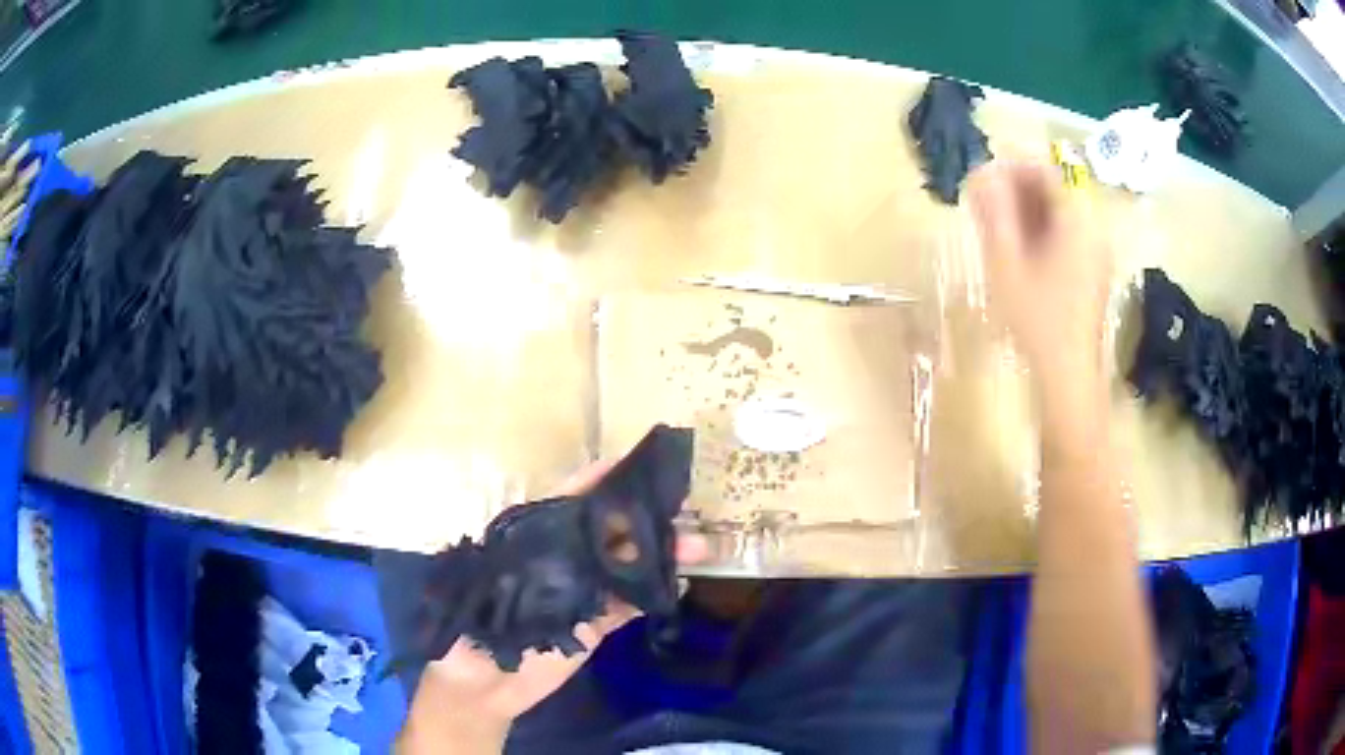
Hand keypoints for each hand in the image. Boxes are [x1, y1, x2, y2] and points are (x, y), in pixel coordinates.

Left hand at [397, 459, 706, 753]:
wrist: (480, 689)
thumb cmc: (467, 635)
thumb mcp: (478, 592)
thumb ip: (512, 565)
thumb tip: (551, 542)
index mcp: (530, 544)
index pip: (567, 504)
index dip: (597, 482)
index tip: (633, 464)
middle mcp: (560, 562)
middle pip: (607, 533)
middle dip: (645, 519)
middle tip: (685, 509)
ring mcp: (580, 593)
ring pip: (626, 566)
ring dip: (660, 554)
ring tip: (697, 548)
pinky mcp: (595, 626)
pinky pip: (630, 605)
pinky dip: (654, 593)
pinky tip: (678, 583)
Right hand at [969, 162, 1113, 393]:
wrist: (1068, 375)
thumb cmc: (1037, 319)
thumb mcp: (1007, 263)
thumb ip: (994, 213)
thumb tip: (980, 174)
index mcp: (1077, 221)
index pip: (1046, 170)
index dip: (1012, 166)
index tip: (983, 177)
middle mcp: (1093, 228)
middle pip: (1056, 189)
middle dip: (1019, 189)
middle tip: (985, 203)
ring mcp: (1097, 252)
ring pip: (1061, 213)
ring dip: (1029, 210)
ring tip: (998, 226)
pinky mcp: (1095, 271)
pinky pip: (1068, 234)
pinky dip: (1043, 231)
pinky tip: (1021, 250)